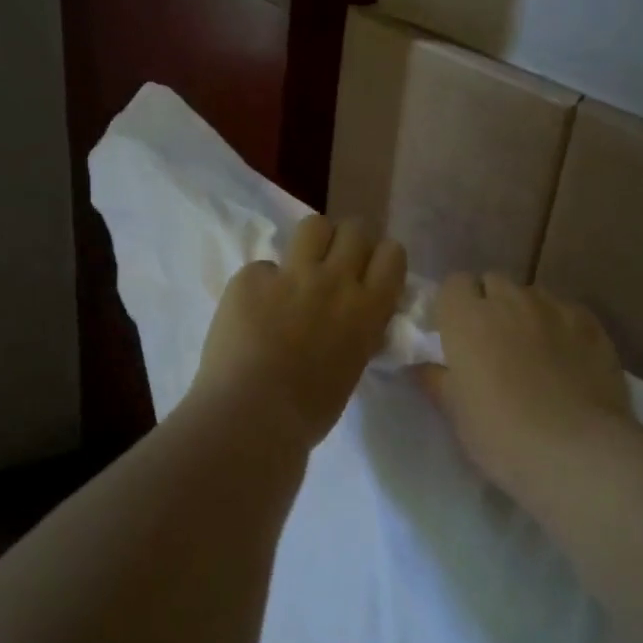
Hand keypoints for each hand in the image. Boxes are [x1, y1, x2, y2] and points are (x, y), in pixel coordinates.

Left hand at [190, 216, 406, 449]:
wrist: (251, 416)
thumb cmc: (310, 411)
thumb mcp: (353, 367)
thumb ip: (358, 332)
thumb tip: (353, 318)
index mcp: (368, 308)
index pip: (392, 253)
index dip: (379, 259)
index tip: (369, 273)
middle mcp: (335, 280)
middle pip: (355, 229)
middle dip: (348, 243)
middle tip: (334, 266)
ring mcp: (291, 275)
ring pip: (314, 225)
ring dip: (312, 243)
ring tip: (299, 269)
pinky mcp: (250, 278)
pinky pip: (263, 266)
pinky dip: (261, 284)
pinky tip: (252, 312)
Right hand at [418, 274, 631, 498]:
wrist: (575, 451)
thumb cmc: (501, 434)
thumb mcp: (455, 412)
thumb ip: (436, 378)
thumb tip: (425, 365)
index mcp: (467, 318)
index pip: (454, 283)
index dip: (453, 304)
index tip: (455, 332)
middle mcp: (510, 300)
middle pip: (494, 282)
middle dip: (489, 303)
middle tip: (491, 342)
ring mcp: (554, 308)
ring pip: (532, 295)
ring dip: (525, 313)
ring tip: (533, 350)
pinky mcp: (591, 324)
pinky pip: (567, 312)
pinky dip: (561, 326)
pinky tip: (568, 359)